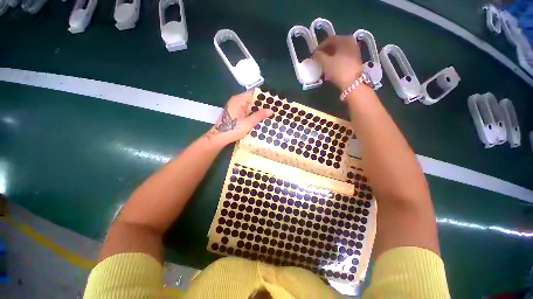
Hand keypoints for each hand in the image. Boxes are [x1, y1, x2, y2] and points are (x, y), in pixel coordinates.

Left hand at [204, 91, 272, 146]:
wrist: (219, 137)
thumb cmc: (233, 129)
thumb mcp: (248, 123)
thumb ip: (259, 115)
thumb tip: (271, 110)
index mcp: (239, 100)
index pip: (253, 93)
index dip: (263, 96)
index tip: (273, 100)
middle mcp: (237, 101)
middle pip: (252, 99)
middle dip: (262, 104)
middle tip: (273, 108)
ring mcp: (235, 107)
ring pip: (249, 106)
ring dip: (258, 110)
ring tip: (269, 113)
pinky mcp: (235, 113)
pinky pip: (246, 111)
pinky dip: (253, 113)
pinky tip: (260, 118)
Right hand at [313, 36, 363, 89]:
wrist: (352, 82)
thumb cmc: (338, 70)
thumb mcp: (325, 63)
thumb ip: (318, 56)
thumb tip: (315, 54)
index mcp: (344, 39)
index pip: (329, 40)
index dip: (319, 47)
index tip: (314, 55)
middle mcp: (351, 42)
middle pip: (335, 45)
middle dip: (325, 52)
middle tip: (318, 59)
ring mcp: (354, 50)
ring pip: (339, 51)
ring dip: (330, 56)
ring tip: (324, 64)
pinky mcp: (356, 59)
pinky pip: (343, 56)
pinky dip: (336, 60)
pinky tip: (331, 67)